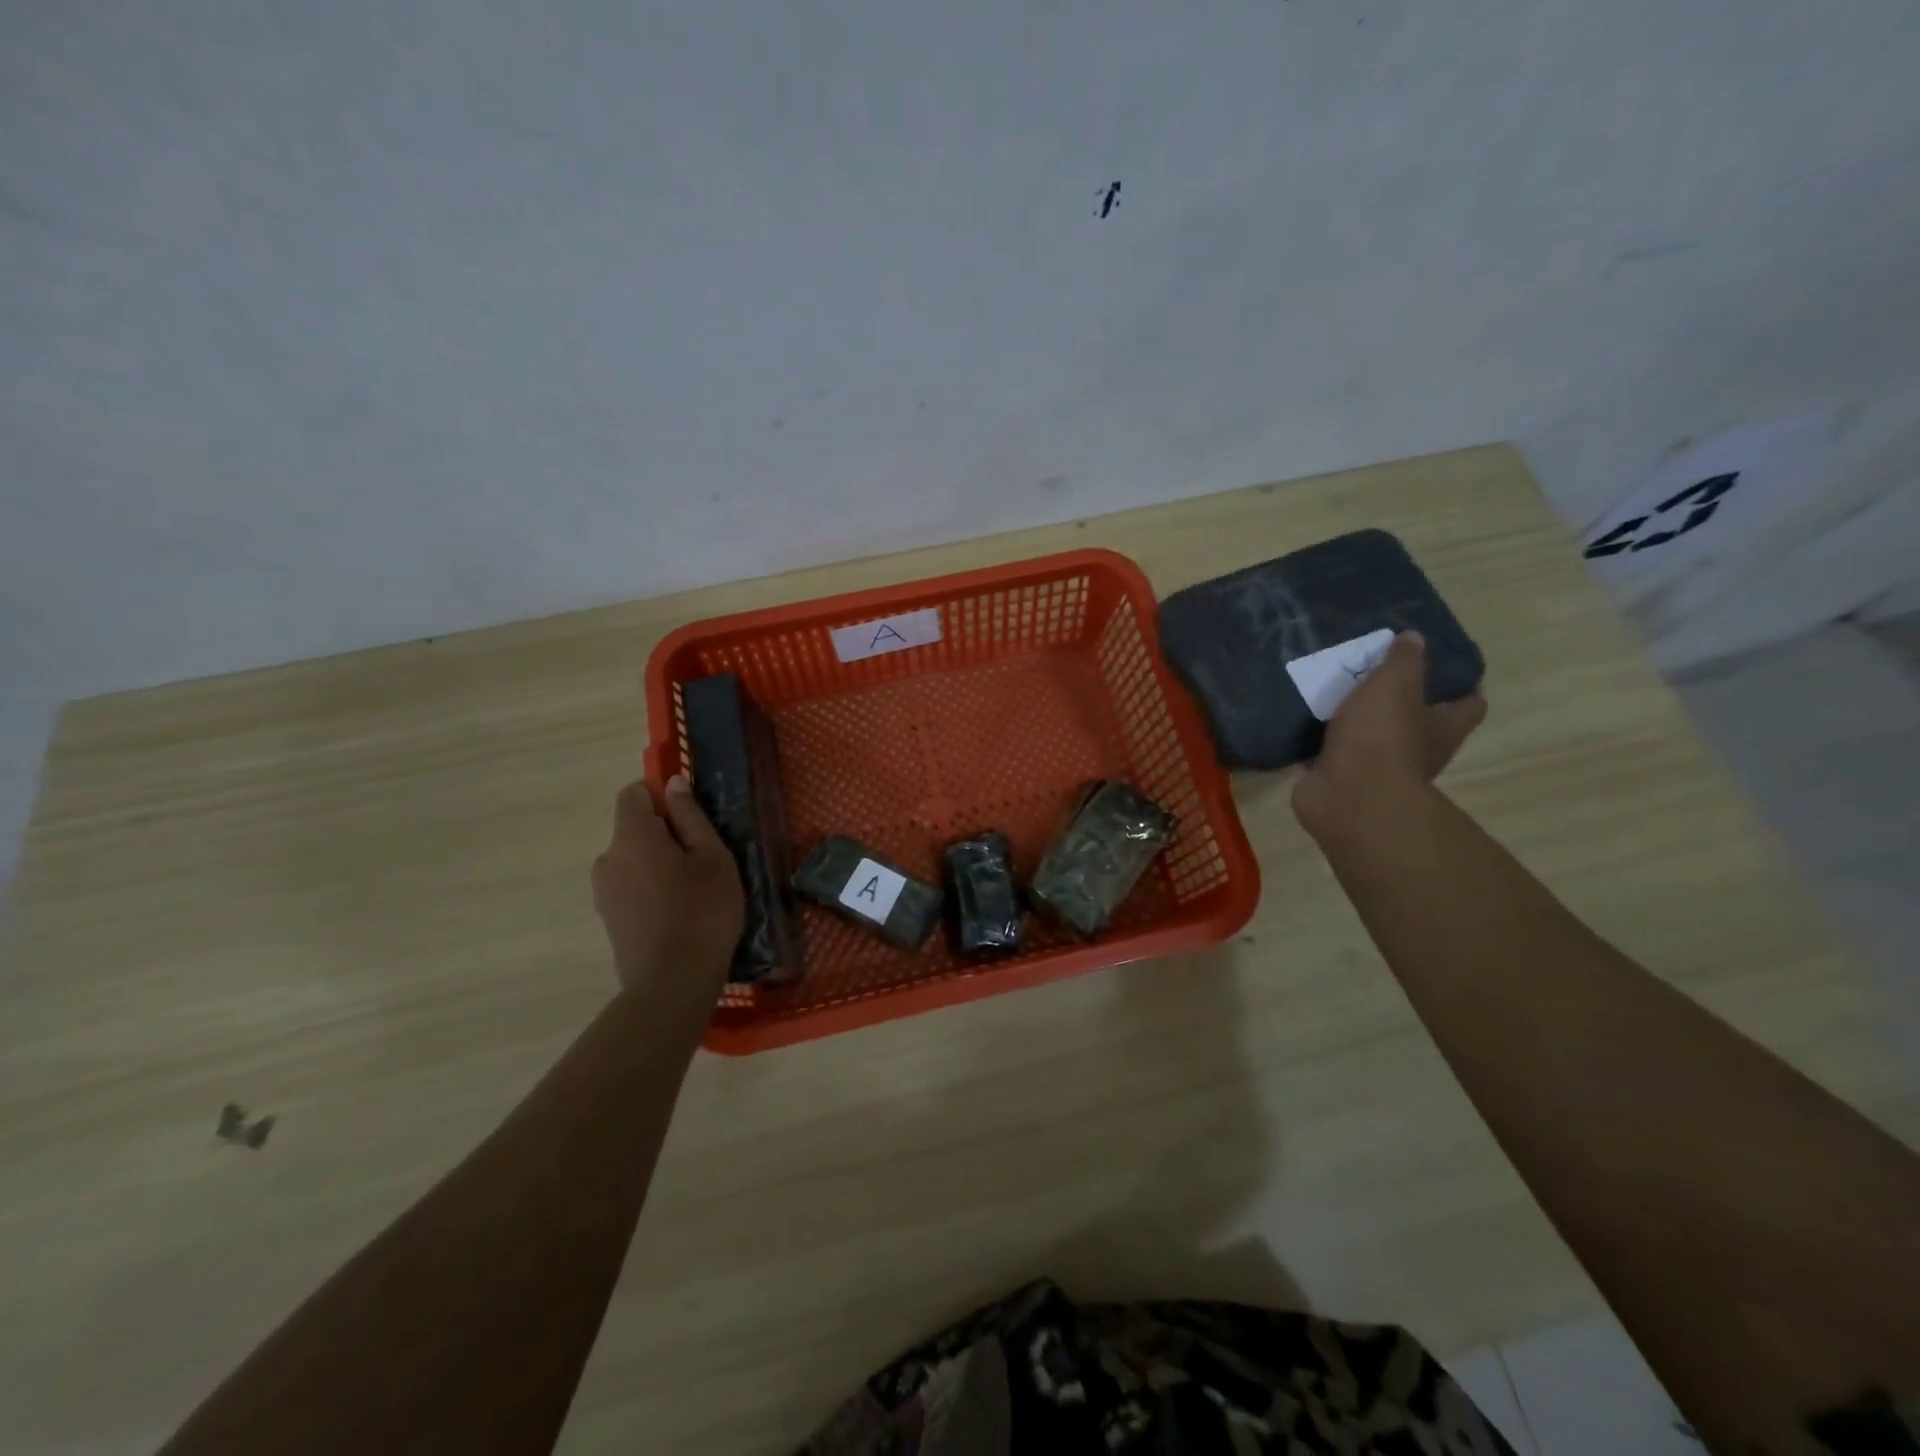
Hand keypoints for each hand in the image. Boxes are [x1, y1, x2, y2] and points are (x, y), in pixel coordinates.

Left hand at [591, 776, 743, 995]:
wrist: (672, 983)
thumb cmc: (702, 910)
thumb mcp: (712, 857)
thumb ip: (690, 816)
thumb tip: (672, 783)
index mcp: (631, 836)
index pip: (632, 793)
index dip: (659, 795)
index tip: (691, 816)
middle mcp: (607, 859)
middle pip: (634, 829)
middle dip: (665, 834)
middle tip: (704, 859)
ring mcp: (603, 892)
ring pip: (634, 861)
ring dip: (659, 864)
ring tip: (695, 891)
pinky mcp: (609, 920)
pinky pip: (631, 888)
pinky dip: (652, 890)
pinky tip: (679, 914)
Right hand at [1292, 632, 1485, 837]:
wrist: (1346, 797)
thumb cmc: (1382, 737)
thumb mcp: (1394, 684)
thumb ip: (1404, 660)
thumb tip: (1415, 638)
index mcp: (1443, 727)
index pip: (1469, 703)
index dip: (1462, 684)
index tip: (1444, 664)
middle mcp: (1418, 750)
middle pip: (1418, 721)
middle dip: (1399, 700)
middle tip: (1374, 670)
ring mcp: (1377, 768)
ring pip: (1370, 736)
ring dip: (1354, 719)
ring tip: (1331, 688)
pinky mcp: (1340, 778)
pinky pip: (1331, 752)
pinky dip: (1319, 740)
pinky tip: (1301, 717)